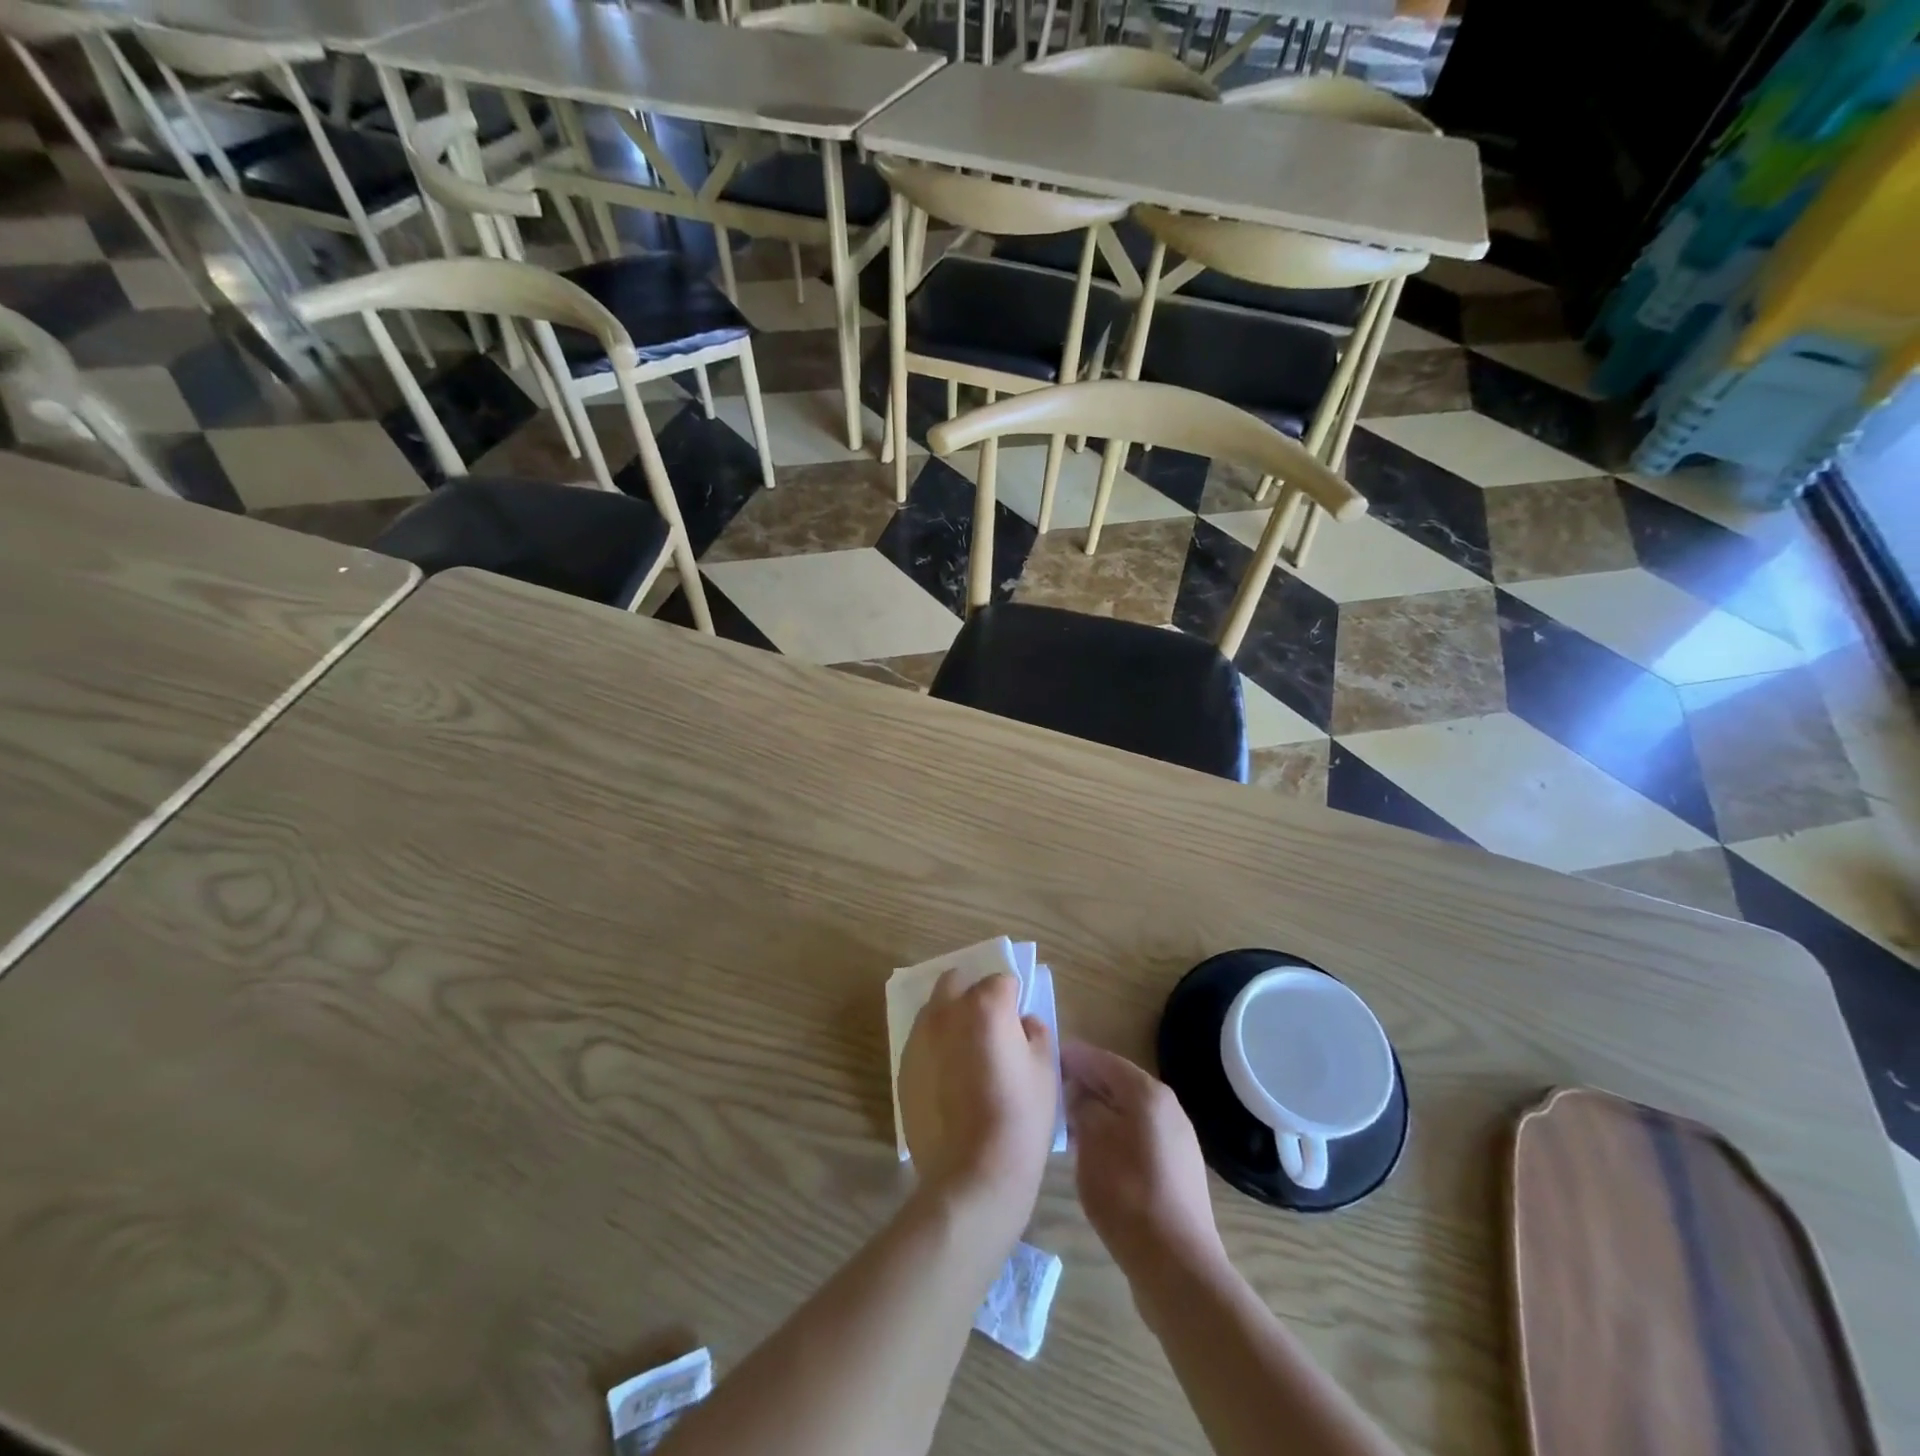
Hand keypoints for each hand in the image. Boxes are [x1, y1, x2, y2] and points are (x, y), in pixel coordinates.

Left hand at [899, 971, 1056, 1226]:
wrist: (973, 1174)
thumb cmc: (1020, 1118)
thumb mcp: (1045, 1069)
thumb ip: (1035, 1032)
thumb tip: (1021, 1022)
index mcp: (985, 1005)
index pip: (1001, 980)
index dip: (1013, 999)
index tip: (1019, 1024)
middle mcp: (946, 1011)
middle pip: (957, 982)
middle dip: (974, 994)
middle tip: (991, 1027)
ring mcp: (919, 1038)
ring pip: (935, 1009)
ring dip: (951, 1018)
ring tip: (968, 1054)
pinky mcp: (904, 1066)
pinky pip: (922, 1042)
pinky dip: (936, 1048)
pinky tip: (950, 1080)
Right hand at [1062, 1042, 1223, 1280]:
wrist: (1177, 1265)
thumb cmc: (1127, 1193)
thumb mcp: (1091, 1140)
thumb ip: (1081, 1104)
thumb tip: (1079, 1091)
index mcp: (1147, 1092)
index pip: (1101, 1059)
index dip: (1071, 1057)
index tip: (1042, 1061)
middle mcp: (1167, 1107)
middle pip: (1117, 1083)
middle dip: (1084, 1085)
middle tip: (1051, 1096)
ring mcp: (1177, 1139)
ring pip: (1128, 1112)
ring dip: (1098, 1113)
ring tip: (1068, 1127)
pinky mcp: (1178, 1170)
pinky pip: (1139, 1137)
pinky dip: (1115, 1136)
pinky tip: (1096, 1157)